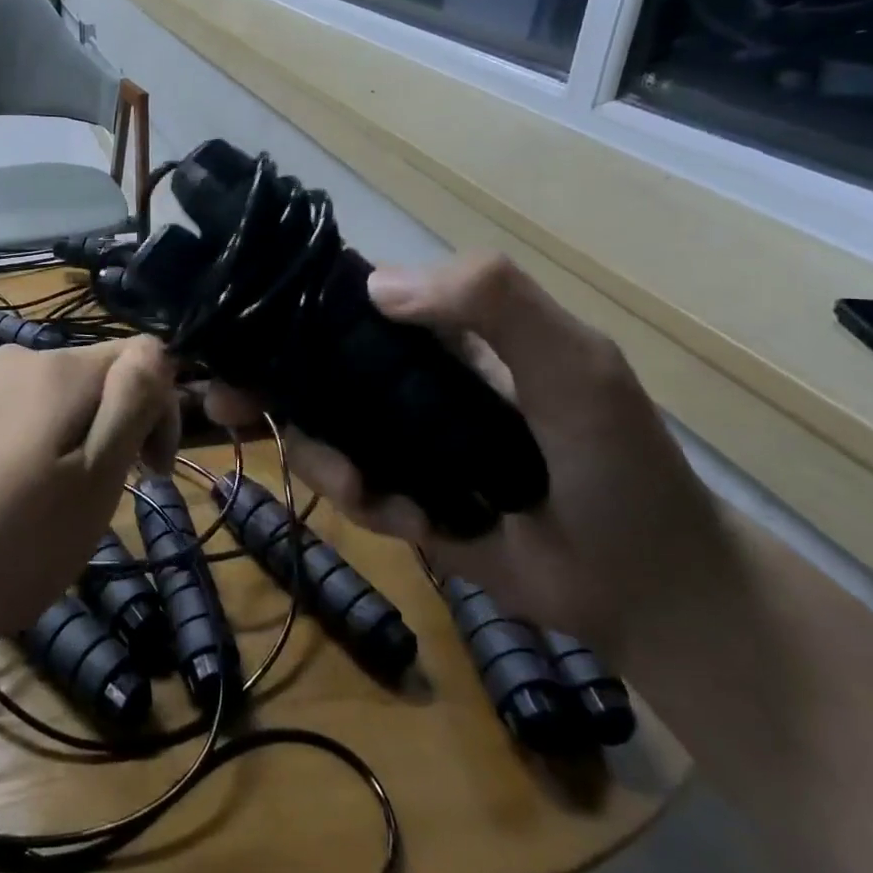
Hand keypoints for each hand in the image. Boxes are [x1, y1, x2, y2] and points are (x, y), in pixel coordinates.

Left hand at [0, 336, 179, 652]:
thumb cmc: (13, 543)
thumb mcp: (95, 479)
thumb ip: (132, 404)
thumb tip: (158, 352)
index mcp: (59, 368)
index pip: (142, 358)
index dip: (159, 413)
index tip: (147, 474)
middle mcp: (18, 357)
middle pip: (97, 378)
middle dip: (114, 429)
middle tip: (95, 500)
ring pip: (58, 399)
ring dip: (75, 441)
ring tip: (51, 506)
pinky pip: (19, 414)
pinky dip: (35, 446)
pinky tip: (11, 498)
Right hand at [208, 254, 730, 656]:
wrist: (646, 587)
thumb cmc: (616, 459)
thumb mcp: (573, 363)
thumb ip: (493, 302)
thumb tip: (374, 284)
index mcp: (437, 331)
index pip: (346, 300)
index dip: (288, 305)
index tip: (237, 324)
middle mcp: (403, 377)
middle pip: (308, 366)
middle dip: (263, 384)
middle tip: (225, 405)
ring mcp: (395, 438)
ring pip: (314, 431)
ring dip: (321, 460)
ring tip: (364, 493)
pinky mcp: (394, 495)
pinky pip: (345, 489)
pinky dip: (364, 504)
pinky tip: (412, 523)